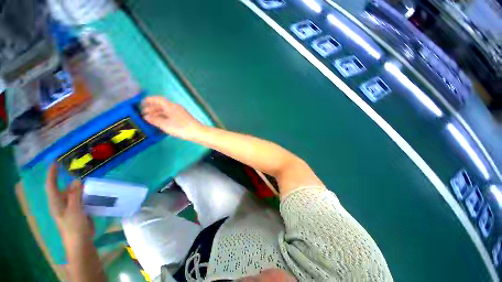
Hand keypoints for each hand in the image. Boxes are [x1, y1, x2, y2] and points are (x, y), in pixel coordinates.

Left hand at [46, 164, 93, 244]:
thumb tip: (77, 180)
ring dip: (81, 187)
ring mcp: (71, 208)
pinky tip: (95, 192)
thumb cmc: (74, 227)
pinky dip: (87, 193)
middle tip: (80, 171)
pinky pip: (82, 199)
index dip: (52, 174)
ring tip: (90, 180)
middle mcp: (62, 204)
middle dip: (70, 180)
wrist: (81, 242)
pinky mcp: (79, 211)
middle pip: (64, 189)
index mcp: (57, 203)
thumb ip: (75, 195)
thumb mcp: (74, 210)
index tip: (55, 163)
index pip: (51, 186)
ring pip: (74, 193)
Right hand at [142, 96, 203, 139]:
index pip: (158, 99)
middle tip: (143, 114)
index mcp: (171, 106)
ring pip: (166, 111)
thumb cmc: (180, 127)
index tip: (141, 103)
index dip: (149, 100)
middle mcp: (175, 107)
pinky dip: (164, 117)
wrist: (197, 132)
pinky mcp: (183, 118)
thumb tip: (146, 116)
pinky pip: (171, 115)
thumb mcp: (165, 124)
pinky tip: (160, 123)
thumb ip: (155, 120)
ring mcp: (180, 113)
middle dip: (152, 108)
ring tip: (150, 119)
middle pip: (162, 105)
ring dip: (158, 114)